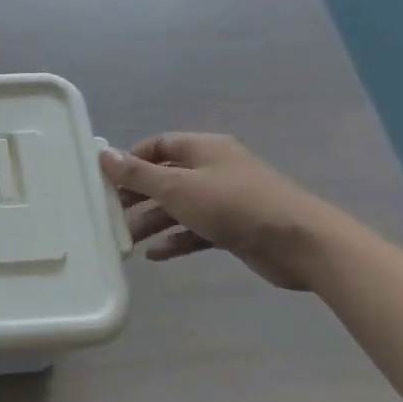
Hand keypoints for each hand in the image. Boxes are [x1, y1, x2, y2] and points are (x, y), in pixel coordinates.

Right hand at [98, 134, 347, 290]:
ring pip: (178, 207)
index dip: (131, 159)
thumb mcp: (177, 187)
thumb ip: (138, 174)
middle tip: (110, 214)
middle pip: (165, 178)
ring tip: (127, 241)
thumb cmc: (233, 204)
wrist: (299, 242)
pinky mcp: (233, 228)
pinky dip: (175, 240)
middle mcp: (213, 170)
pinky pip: (196, 231)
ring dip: (152, 222)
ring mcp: (225, 200)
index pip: (158, 145)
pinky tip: (155, 256)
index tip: (107, 180)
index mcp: (203, 149)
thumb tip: (104, 155)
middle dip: (137, 196)